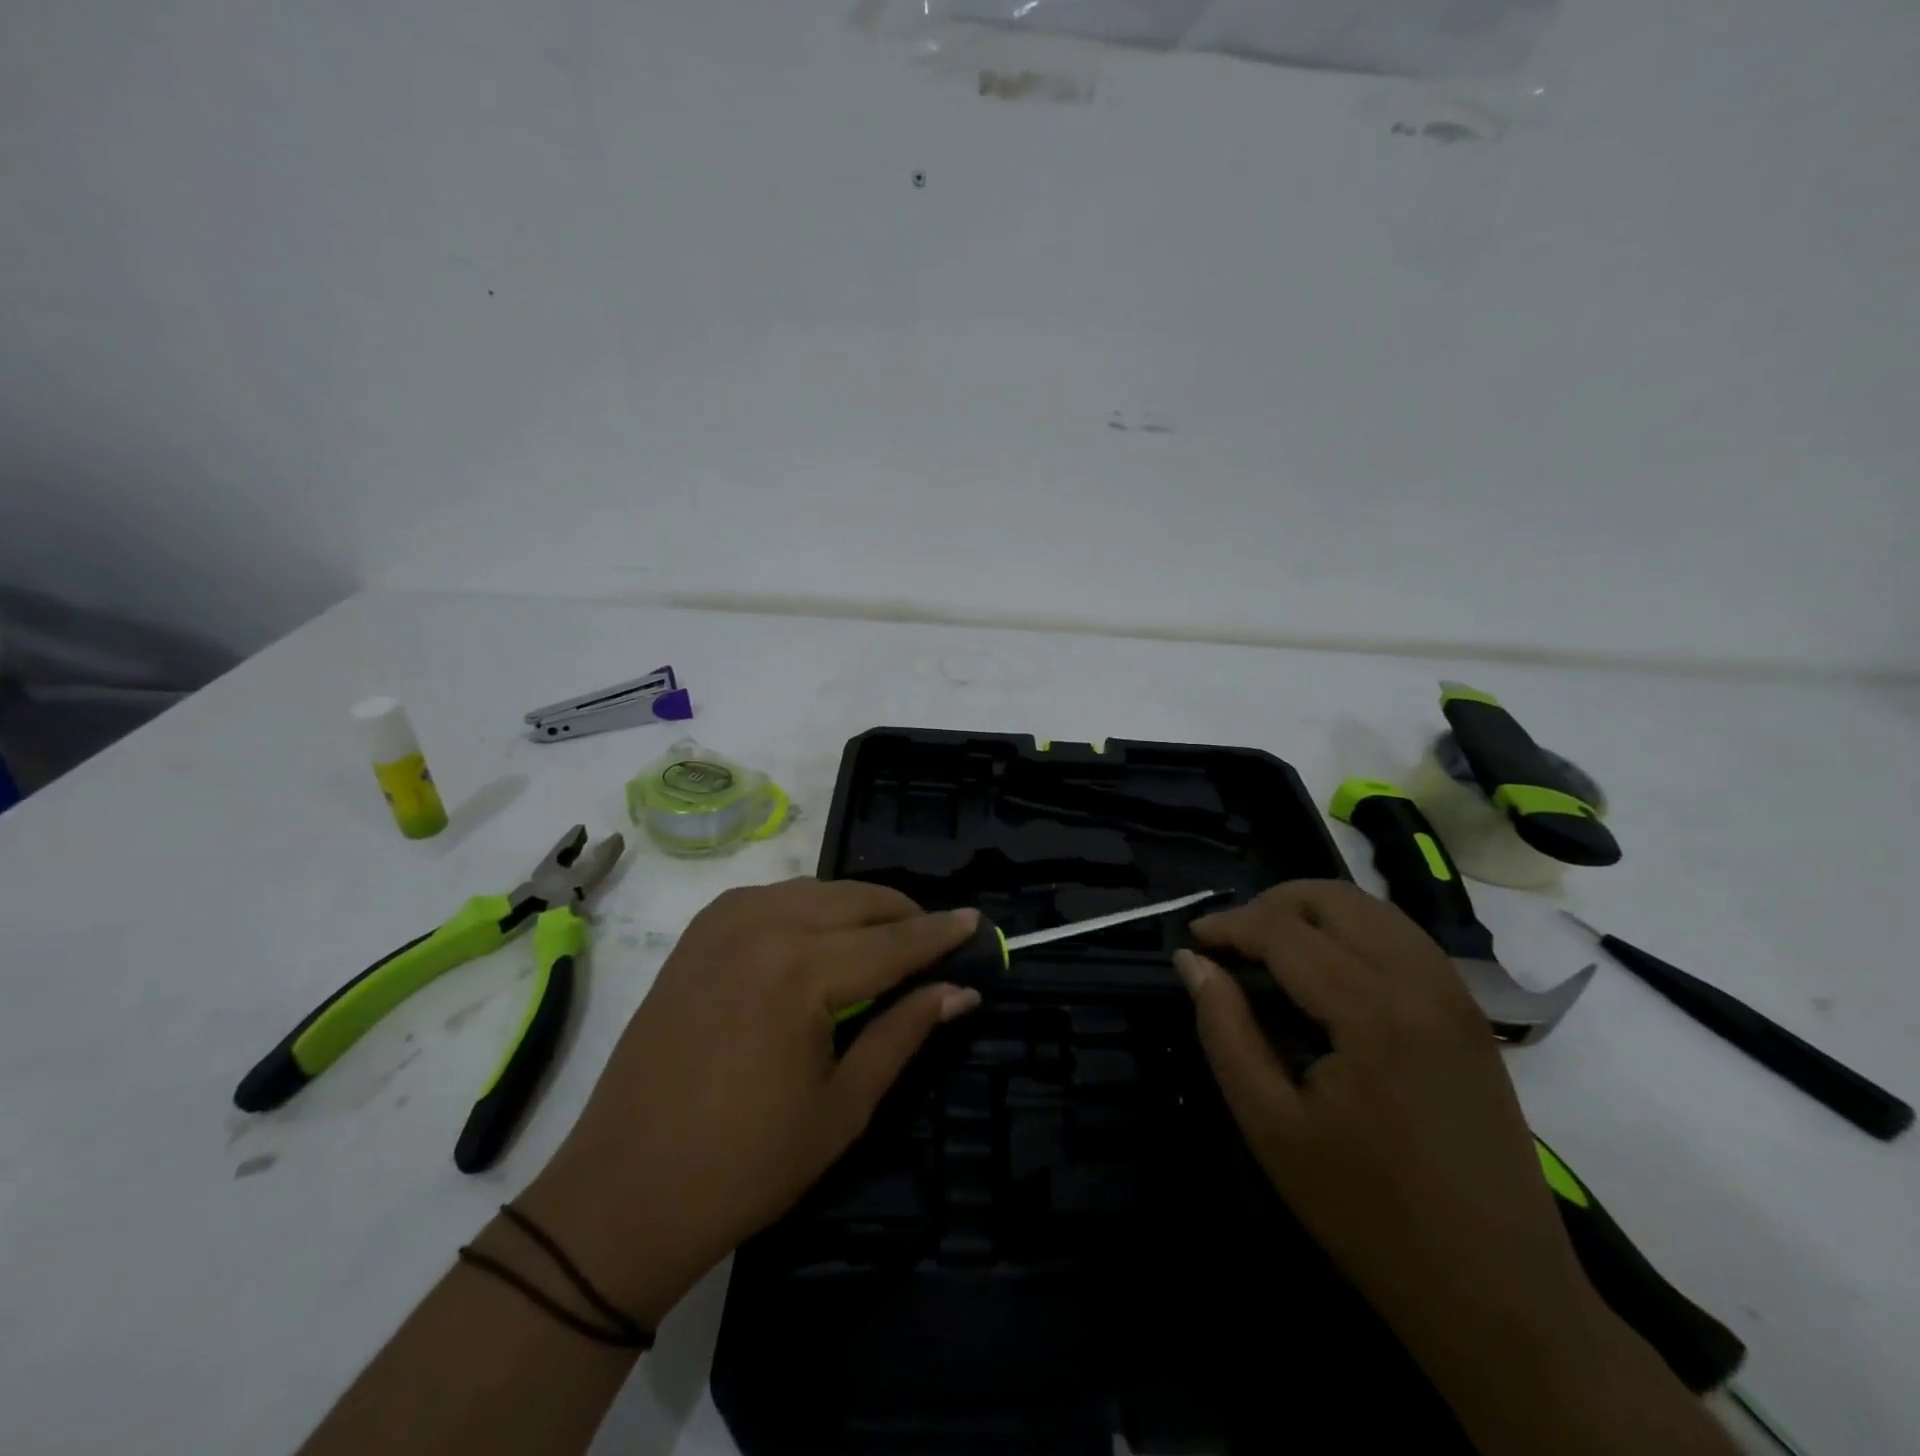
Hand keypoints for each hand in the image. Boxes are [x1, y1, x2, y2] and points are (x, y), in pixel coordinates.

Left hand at [518, 879, 981, 1325]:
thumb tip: (961, 991)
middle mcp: (763, 926)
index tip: (978, 922)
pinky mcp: (698, 933)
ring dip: (860, 906)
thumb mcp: (843, 1105)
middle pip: (857, 900)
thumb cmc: (745, 1165)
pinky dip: (811, 906)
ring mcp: (723, 922)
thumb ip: (904, 1032)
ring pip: (816, 890)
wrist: (623, 1191)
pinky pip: (773, 896)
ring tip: (888, 937)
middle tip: (938, 938)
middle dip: (904, 914)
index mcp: (801, 971)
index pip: (893, 940)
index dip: (940, 933)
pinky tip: (823, 934)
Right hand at [1175, 881, 1593, 1339]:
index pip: (1283, 930)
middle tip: (1230, 944)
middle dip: (1271, 905)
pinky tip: (1327, 971)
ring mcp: (1455, 996)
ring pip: (1373, 910)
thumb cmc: (1368, 1212)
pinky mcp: (1471, 1016)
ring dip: (1312, 912)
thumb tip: (1192, 962)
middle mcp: (1420, 982)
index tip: (1191, 939)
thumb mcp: (1270, 1124)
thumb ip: (1225, 1029)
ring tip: (1270, 949)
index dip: (1228, 925)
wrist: (1499, 1294)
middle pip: (1333, 899)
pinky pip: (1403, 939)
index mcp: (1370, 1010)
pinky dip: (1354, 932)